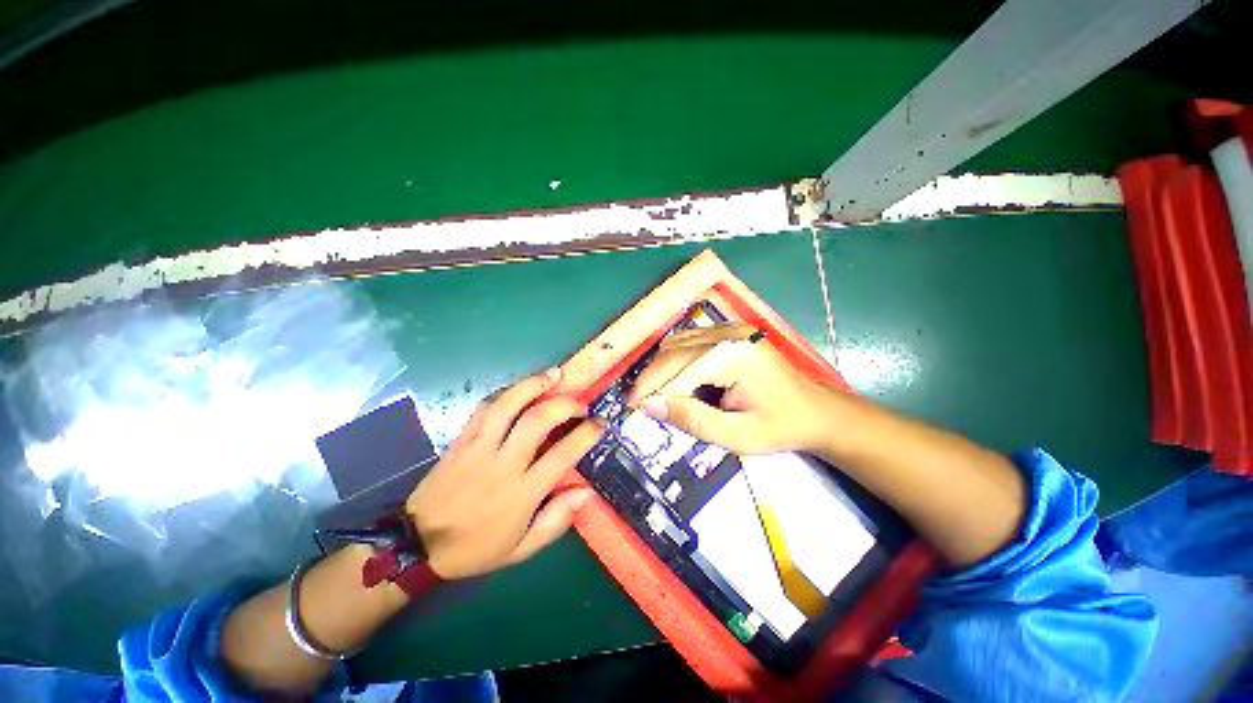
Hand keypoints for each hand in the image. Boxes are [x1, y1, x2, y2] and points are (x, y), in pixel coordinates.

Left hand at [405, 367, 604, 578]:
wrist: (417, 546)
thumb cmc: (475, 549)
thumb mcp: (521, 550)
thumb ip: (555, 521)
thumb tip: (586, 492)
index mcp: (521, 493)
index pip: (562, 455)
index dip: (585, 435)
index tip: (600, 424)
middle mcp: (502, 464)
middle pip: (537, 421)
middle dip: (564, 404)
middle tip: (580, 402)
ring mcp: (478, 448)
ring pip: (508, 406)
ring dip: (534, 385)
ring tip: (554, 374)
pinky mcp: (460, 440)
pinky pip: (484, 408)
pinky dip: (506, 393)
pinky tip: (520, 387)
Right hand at [628, 323, 840, 454]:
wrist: (818, 411)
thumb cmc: (781, 427)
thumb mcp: (736, 434)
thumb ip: (691, 418)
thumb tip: (650, 405)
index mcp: (734, 355)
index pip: (677, 366)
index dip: (651, 386)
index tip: (633, 407)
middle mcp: (730, 333)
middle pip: (674, 350)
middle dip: (654, 377)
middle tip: (643, 403)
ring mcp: (732, 328)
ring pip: (678, 342)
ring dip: (663, 368)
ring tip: (660, 395)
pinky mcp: (731, 332)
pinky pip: (691, 341)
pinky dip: (677, 361)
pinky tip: (679, 381)